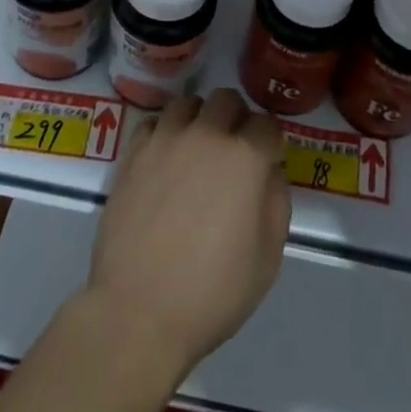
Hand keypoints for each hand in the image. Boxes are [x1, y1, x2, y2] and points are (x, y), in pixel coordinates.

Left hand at [86, 89, 290, 378]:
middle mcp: (206, 134)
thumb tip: (270, 171)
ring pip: (189, 102)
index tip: (268, 163)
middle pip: (228, 100)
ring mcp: (166, 138)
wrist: (138, 312)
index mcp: (244, 157)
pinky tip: (166, 159)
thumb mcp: (267, 259)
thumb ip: (276, 202)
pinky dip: (165, 132)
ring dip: (200, 118)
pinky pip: (155, 122)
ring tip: (198, 149)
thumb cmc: (211, 293)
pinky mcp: (133, 151)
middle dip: (237, 119)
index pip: (268, 125)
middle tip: (234, 151)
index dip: (271, 143)